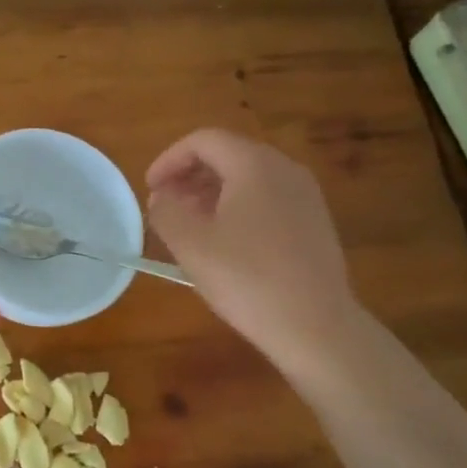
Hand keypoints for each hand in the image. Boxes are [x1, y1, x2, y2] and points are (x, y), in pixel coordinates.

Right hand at [145, 129, 361, 361]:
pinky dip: (238, 207)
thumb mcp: (191, 245)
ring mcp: (306, 196)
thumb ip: (166, 212)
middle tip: (165, 205)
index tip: (150, 188)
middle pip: (228, 155)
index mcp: (254, 165)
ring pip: (249, 178)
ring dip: (212, 192)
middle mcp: (285, 169)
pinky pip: (268, 199)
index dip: (169, 159)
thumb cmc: (247, 279)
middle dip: (190, 175)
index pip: (203, 140)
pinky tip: (225, 242)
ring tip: (189, 224)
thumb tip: (162, 197)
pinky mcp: (315, 222)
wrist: (316, 326)